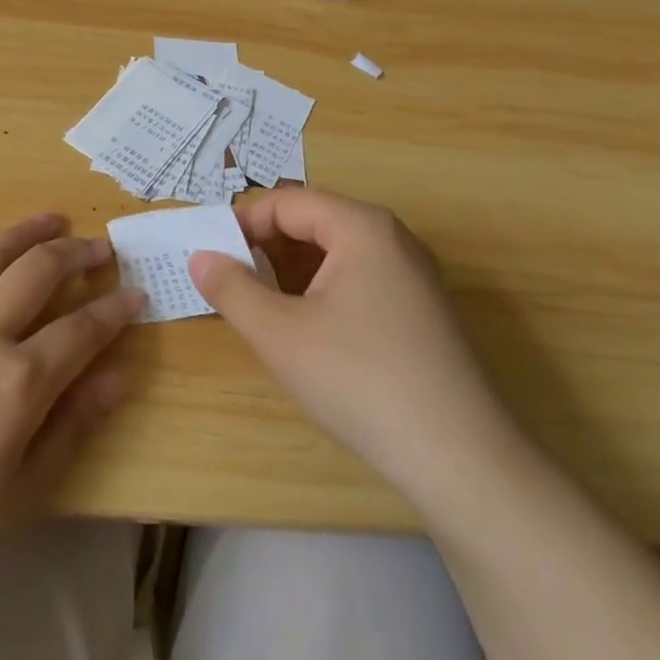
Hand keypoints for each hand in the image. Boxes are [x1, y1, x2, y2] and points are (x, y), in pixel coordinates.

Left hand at [0, 206, 142, 623]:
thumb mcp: (22, 494)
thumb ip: (74, 426)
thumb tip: (119, 376)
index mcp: (17, 382)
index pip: (83, 330)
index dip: (115, 309)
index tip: (136, 294)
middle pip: (38, 273)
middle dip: (76, 253)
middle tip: (99, 247)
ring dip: (23, 232)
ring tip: (51, 218)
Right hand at [190, 188, 516, 498]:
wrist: (459, 457)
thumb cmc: (359, 380)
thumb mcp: (279, 334)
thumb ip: (231, 289)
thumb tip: (200, 257)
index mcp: (361, 227)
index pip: (286, 202)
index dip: (242, 224)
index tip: (210, 257)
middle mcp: (391, 238)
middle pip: (313, 222)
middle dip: (265, 248)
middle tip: (230, 284)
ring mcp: (412, 274)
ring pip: (335, 253)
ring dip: (291, 271)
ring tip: (261, 309)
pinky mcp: (420, 309)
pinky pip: (358, 279)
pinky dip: (321, 291)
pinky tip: (307, 331)